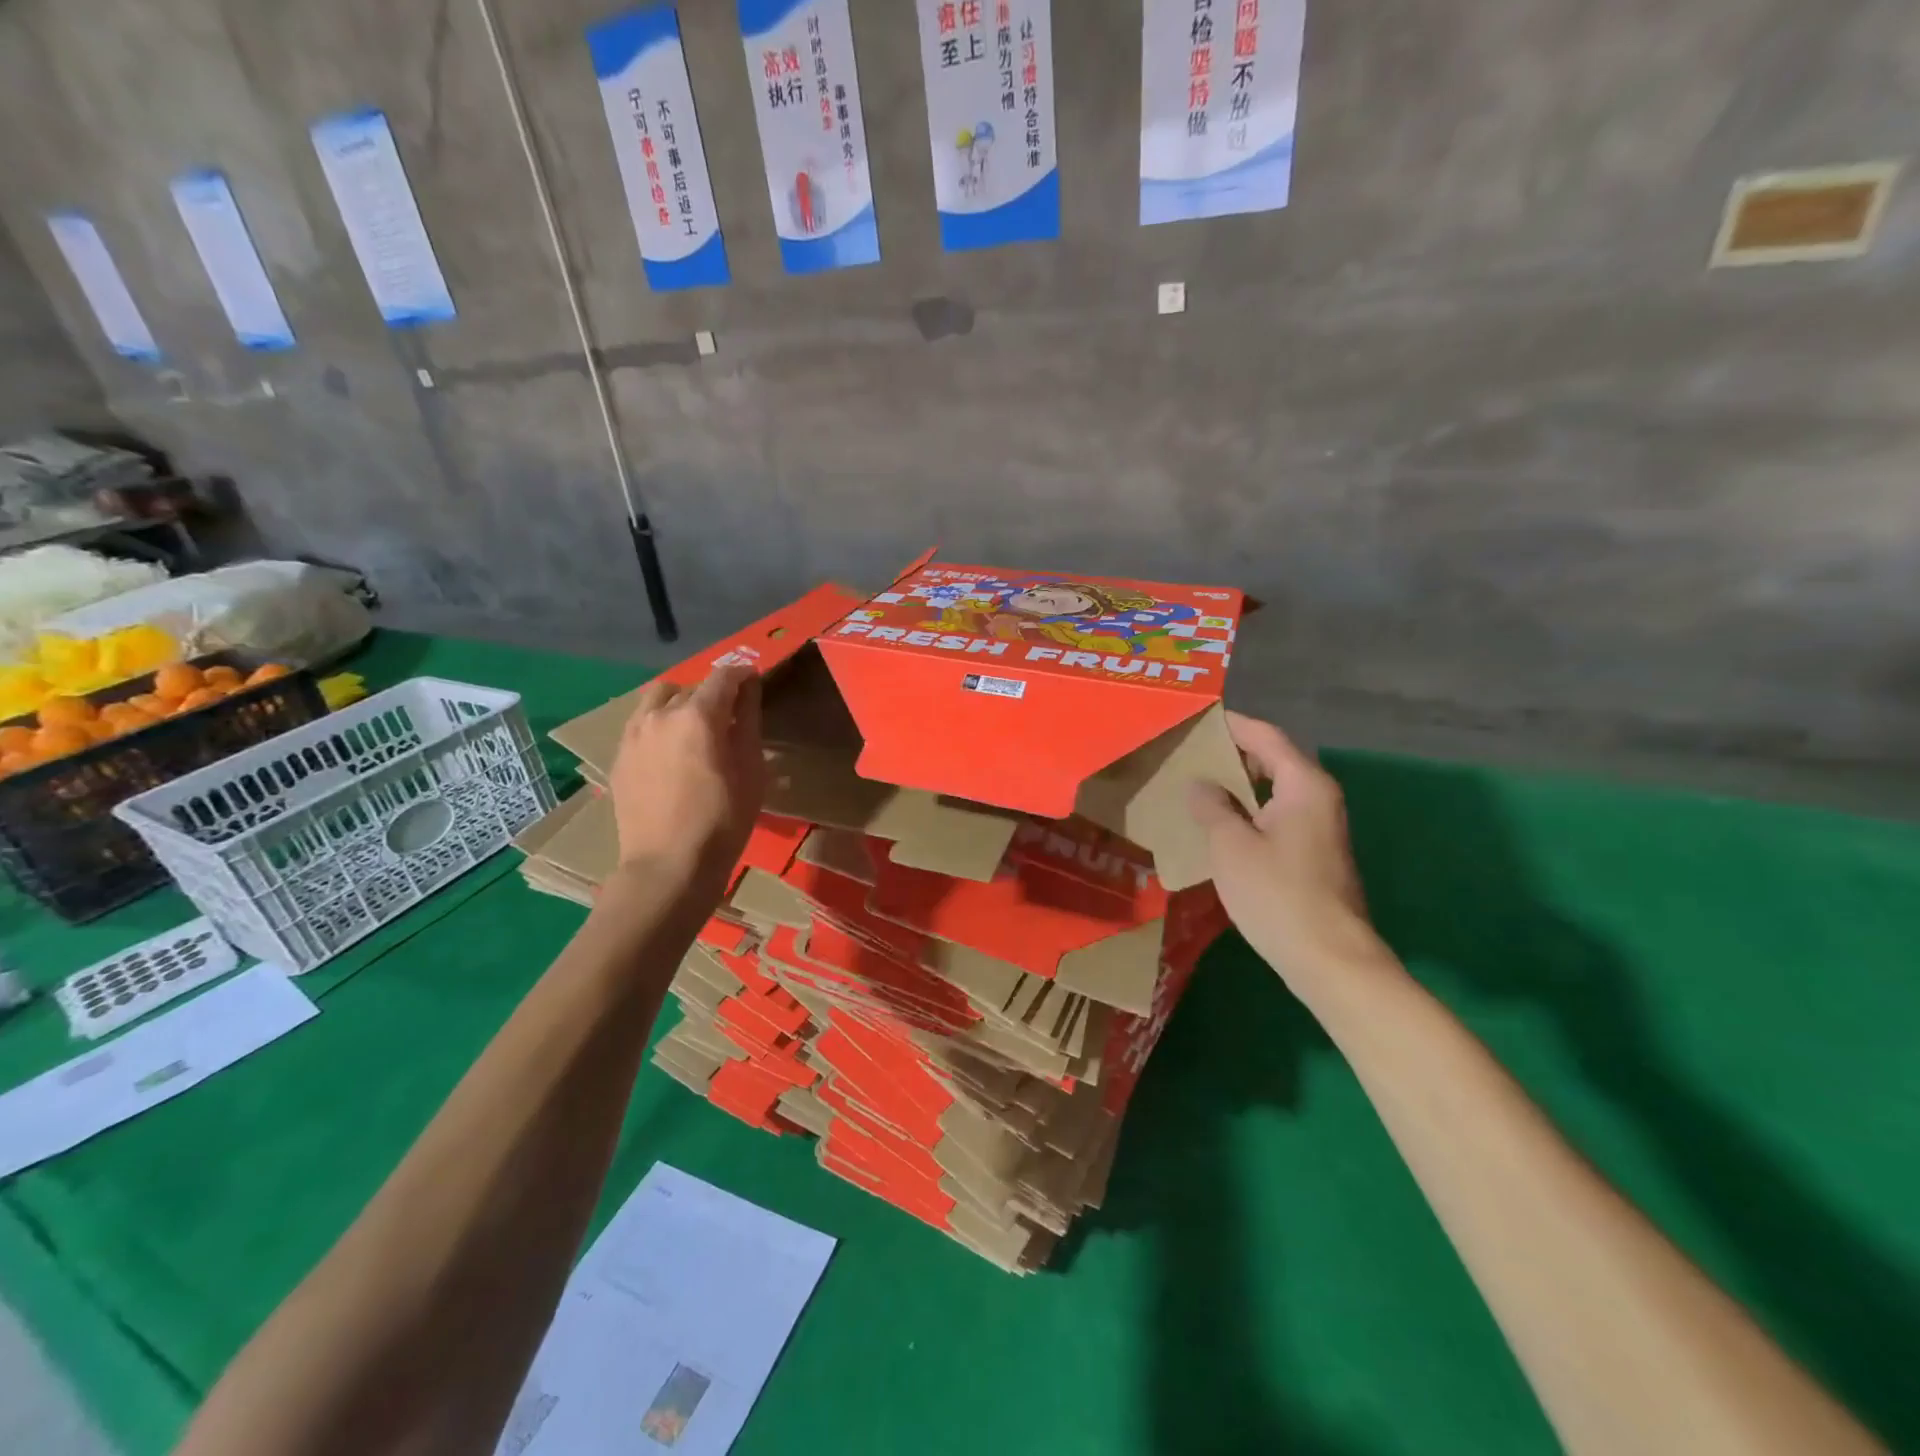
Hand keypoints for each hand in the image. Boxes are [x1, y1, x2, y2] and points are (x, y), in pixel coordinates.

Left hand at [607, 665, 764, 885]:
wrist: (668, 865)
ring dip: (680, 703)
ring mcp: (634, 734)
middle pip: (691, 687)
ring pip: (659, 699)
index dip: (743, 675)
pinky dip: (660, 724)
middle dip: (713, 694)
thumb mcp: (751, 770)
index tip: (754, 682)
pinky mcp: (619, 756)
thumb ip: (748, 721)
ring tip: (694, 729)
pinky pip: (641, 724)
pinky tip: (671, 752)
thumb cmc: (723, 821)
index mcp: (698, 716)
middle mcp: (661, 714)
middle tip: (729, 718)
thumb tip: (749, 688)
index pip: (724, 677)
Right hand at [1189, 712, 1381, 987]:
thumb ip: (1213, 807)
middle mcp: (1318, 798)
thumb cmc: (1277, 894)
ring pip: (1273, 791)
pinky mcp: (1314, 855)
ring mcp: (1319, 828)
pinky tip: (1218, 827)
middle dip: (1231, 755)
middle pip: (1272, 761)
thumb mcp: (1231, 845)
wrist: (1328, 959)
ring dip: (1237, 787)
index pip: (1265, 736)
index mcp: (1303, 785)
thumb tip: (1200, 784)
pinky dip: (1248, 812)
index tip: (1198, 719)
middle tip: (1187, 754)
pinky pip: (1276, 816)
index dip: (1232, 725)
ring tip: (1195, 787)